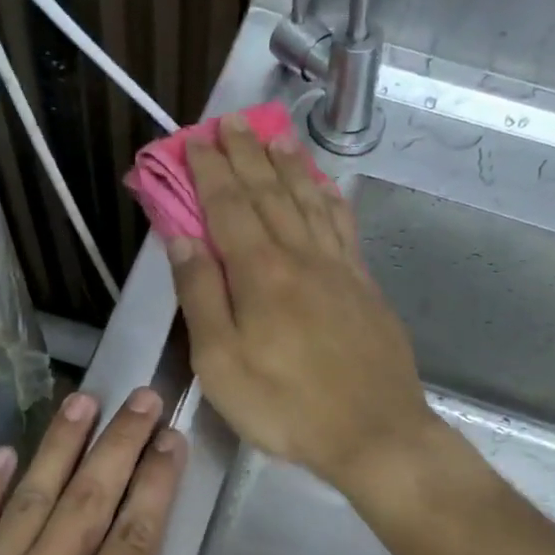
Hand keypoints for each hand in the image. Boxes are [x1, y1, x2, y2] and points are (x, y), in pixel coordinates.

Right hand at [168, 113, 433, 494]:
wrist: (373, 433)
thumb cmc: (285, 405)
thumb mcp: (220, 362)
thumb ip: (201, 296)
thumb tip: (181, 240)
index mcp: (260, 273)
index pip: (228, 206)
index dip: (210, 171)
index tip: (196, 140)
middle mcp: (300, 256)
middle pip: (269, 193)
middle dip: (247, 154)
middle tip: (232, 122)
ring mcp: (338, 268)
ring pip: (309, 201)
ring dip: (289, 165)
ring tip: (276, 135)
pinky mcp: (364, 285)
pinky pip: (343, 226)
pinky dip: (329, 197)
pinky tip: (324, 186)